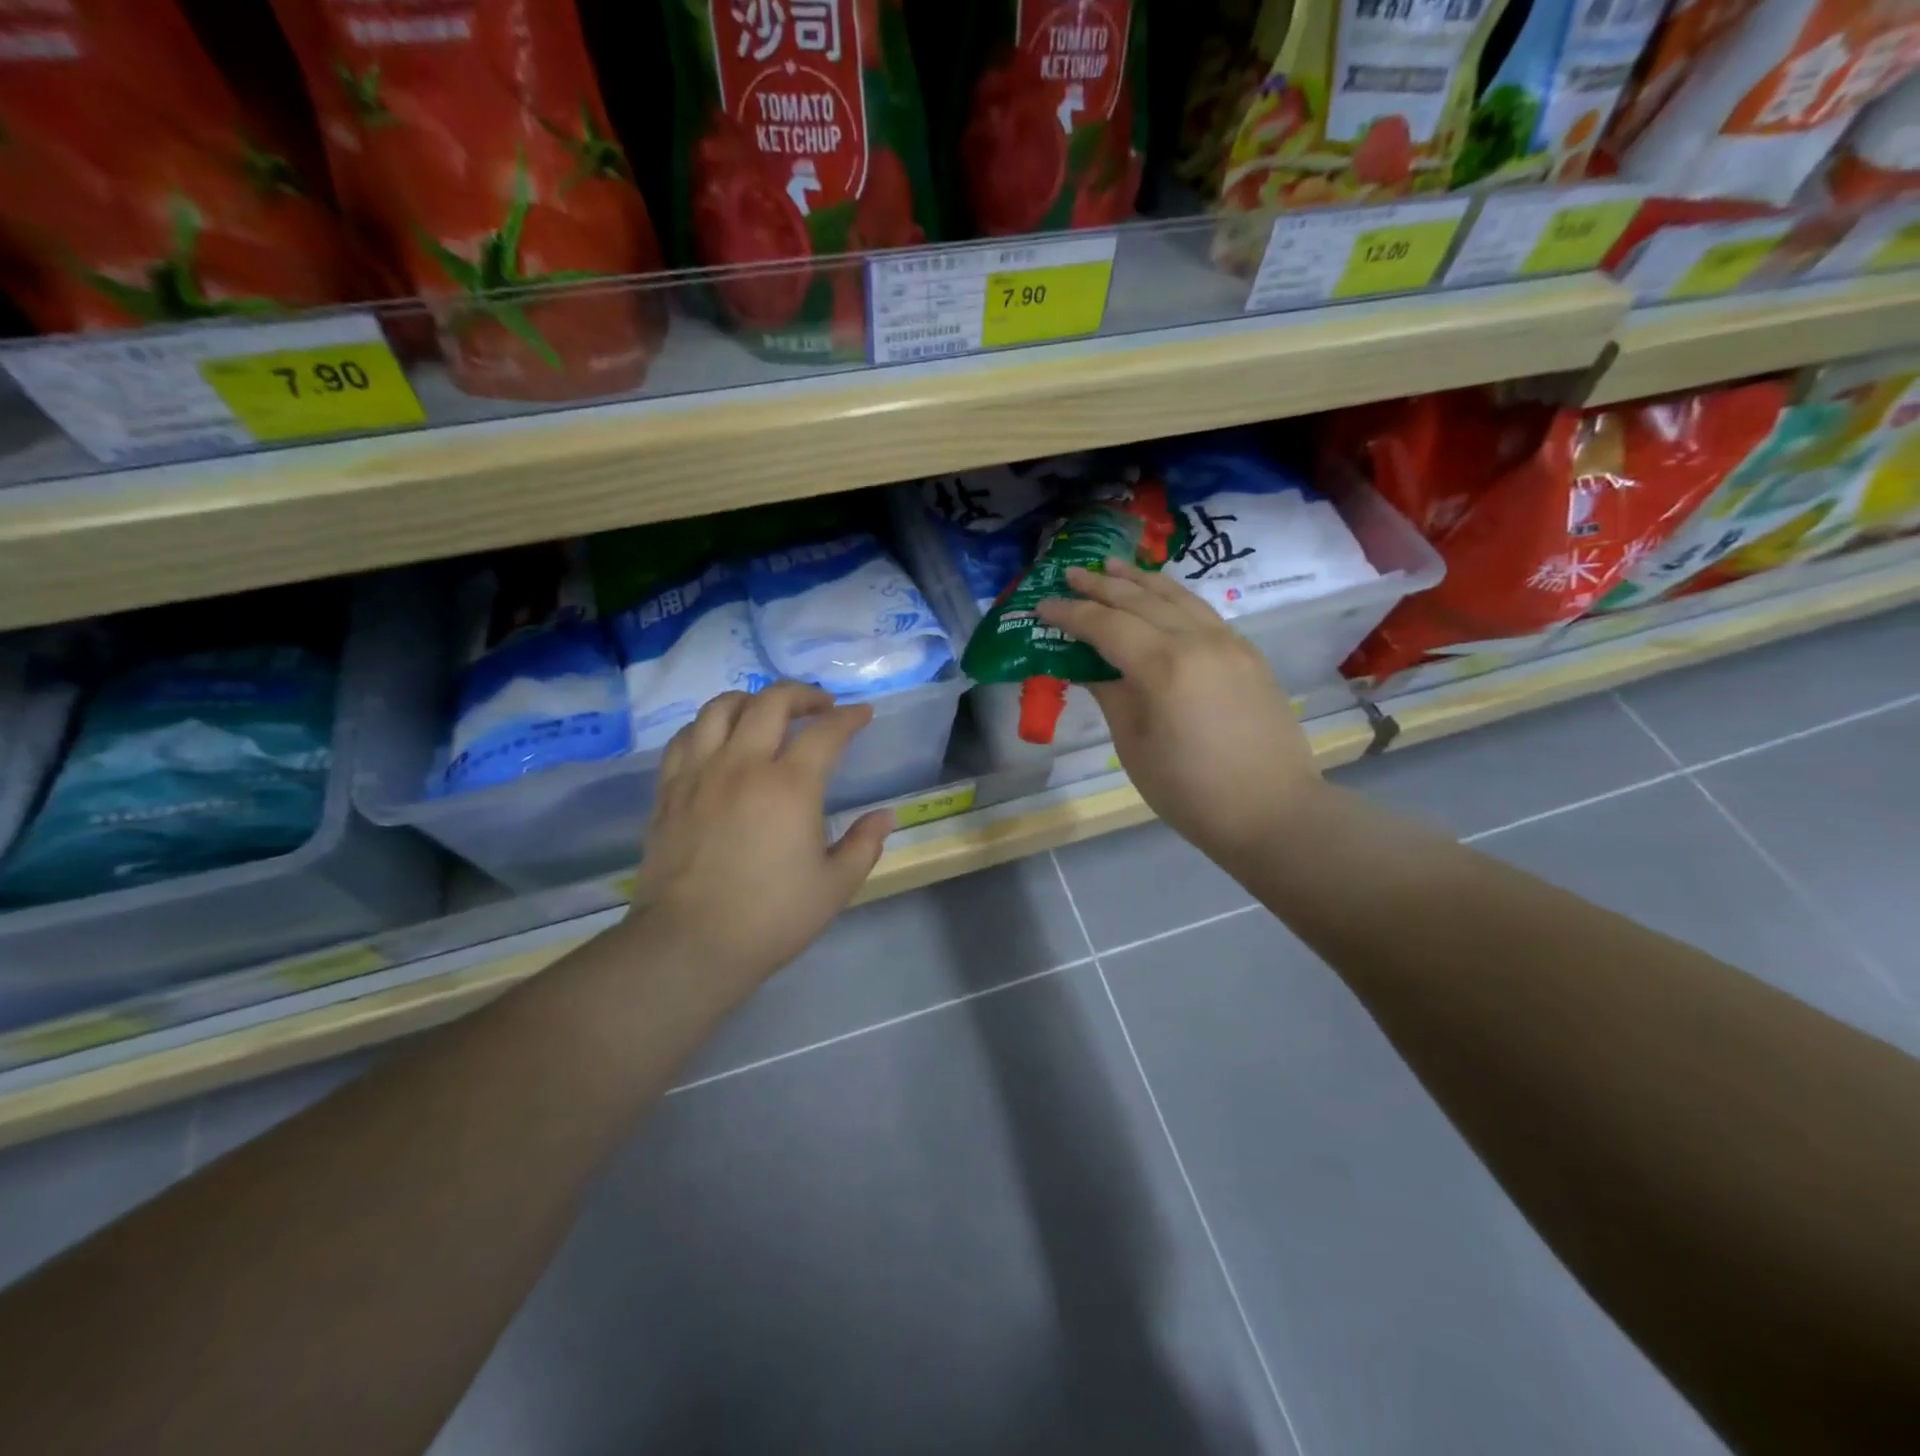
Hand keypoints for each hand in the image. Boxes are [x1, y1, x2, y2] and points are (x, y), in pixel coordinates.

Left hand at [625, 681, 891, 1002]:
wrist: (690, 944)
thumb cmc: (771, 917)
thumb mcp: (835, 886)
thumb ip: (864, 844)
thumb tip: (885, 816)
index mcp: (790, 786)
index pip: (826, 732)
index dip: (849, 718)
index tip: (862, 714)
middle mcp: (743, 765)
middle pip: (771, 702)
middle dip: (803, 694)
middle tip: (820, 706)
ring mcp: (700, 773)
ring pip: (721, 708)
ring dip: (752, 699)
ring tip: (767, 712)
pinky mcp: (669, 790)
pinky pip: (686, 737)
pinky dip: (708, 726)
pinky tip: (719, 739)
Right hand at [1037, 558, 1318, 872]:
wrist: (1273, 811)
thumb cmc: (1190, 791)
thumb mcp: (1135, 746)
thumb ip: (1110, 694)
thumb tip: (1087, 667)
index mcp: (1164, 666)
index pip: (1106, 625)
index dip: (1071, 614)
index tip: (1042, 605)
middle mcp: (1198, 641)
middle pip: (1141, 600)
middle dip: (1102, 586)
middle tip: (1071, 573)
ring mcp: (1229, 643)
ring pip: (1178, 596)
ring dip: (1141, 579)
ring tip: (1114, 566)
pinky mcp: (1247, 654)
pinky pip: (1202, 612)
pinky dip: (1173, 597)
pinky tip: (1160, 597)